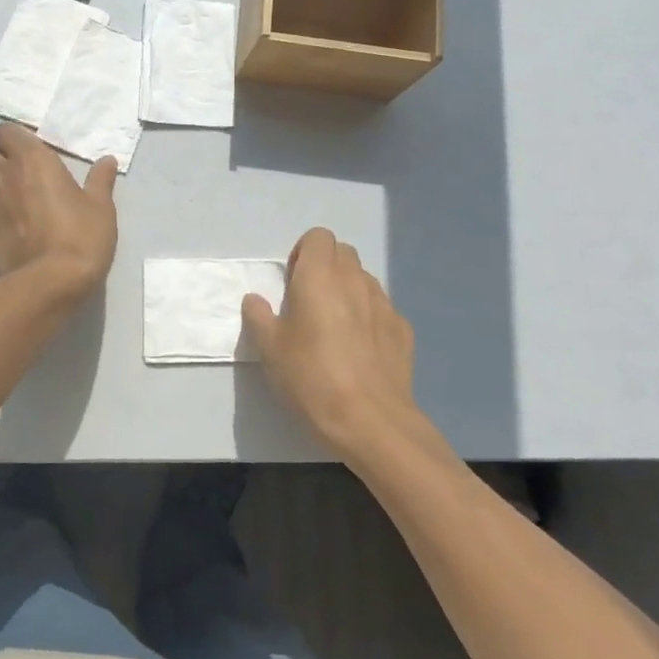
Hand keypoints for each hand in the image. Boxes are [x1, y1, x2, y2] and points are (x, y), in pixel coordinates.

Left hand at [0, 123, 117, 297]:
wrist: (52, 283)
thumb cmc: (82, 236)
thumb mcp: (101, 207)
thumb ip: (100, 180)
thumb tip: (107, 161)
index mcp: (32, 160)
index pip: (4, 131)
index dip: (12, 139)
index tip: (27, 151)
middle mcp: (2, 177)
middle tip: (18, 177)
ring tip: (13, 212)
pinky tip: (2, 240)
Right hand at [242, 228, 422, 459]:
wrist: (371, 421)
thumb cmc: (311, 377)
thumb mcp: (270, 349)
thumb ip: (259, 317)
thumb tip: (255, 300)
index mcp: (319, 276)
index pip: (318, 236)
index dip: (304, 253)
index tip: (292, 282)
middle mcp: (355, 280)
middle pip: (343, 253)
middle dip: (326, 267)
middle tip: (309, 302)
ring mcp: (384, 304)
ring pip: (364, 280)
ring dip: (348, 291)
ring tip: (335, 328)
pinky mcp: (403, 330)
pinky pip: (381, 309)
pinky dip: (369, 317)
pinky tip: (360, 351)